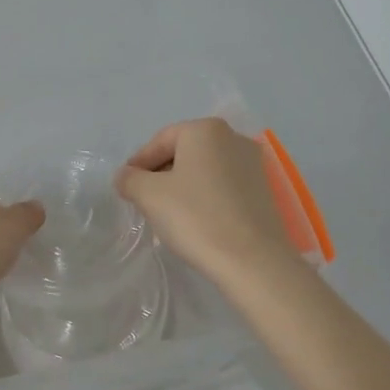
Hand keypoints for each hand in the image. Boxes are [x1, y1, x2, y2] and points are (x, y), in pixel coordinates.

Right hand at [115, 118, 297, 282]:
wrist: (252, 260)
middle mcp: (233, 138)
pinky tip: (196, 222)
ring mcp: (253, 164)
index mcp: (205, 130)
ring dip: (182, 187)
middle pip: (184, 153)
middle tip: (144, 201)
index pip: (159, 141)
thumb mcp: (148, 195)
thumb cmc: (195, 217)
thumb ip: (129, 179)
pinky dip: (205, 198)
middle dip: (161, 175)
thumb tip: (126, 176)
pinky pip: (223, 187)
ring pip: (204, 171)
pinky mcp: (264, 191)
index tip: (125, 187)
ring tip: (168, 215)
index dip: (138, 164)